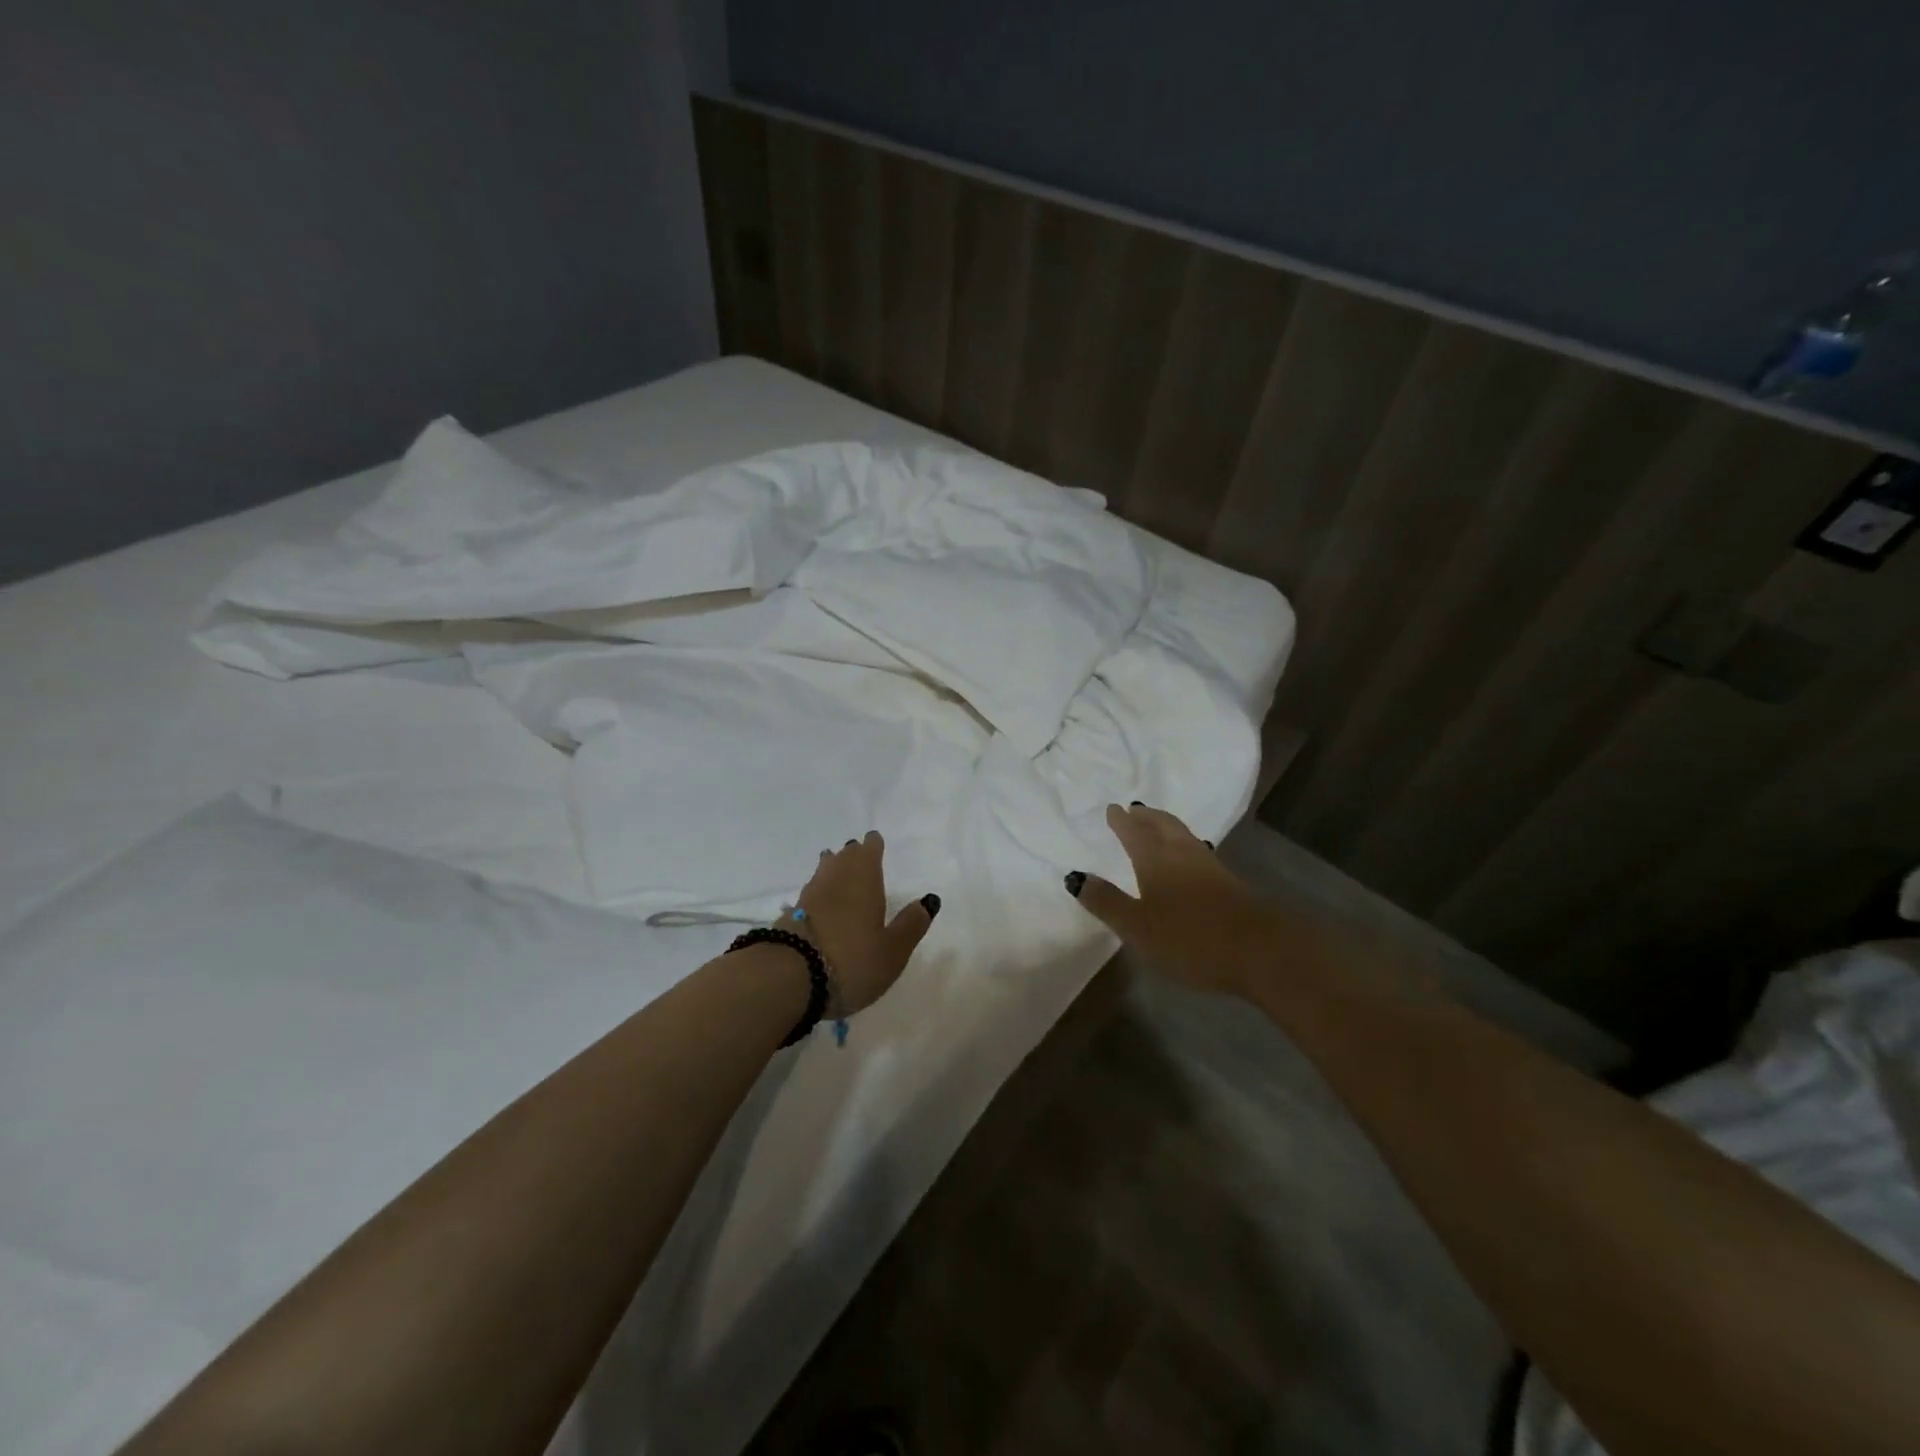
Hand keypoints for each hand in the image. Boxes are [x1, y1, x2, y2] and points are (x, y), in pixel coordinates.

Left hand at [783, 831, 939, 1014]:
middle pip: (843, 858)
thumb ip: (911, 925)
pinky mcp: (790, 917)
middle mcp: (834, 880)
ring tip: (835, 866)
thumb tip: (928, 900)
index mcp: (863, 880)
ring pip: (823, 873)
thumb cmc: (852, 961)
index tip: (874, 840)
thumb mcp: (893, 950)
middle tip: (857, 852)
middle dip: (852, 854)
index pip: (869, 851)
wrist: (788, 979)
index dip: (873, 845)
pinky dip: (818, 893)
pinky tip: (818, 902)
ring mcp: (808, 897)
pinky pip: (810, 895)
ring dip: (832, 868)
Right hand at [1065, 803, 1278, 996]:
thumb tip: (1075, 876)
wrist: (1261, 950)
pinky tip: (1188, 859)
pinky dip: (1184, 845)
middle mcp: (1182, 854)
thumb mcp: (1137, 927)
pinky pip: (1198, 851)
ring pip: (1183, 836)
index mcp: (1155, 860)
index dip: (1121, 821)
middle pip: (1163, 825)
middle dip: (1146, 816)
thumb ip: (1106, 902)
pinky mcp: (1229, 883)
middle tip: (1135, 809)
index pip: (1134, 832)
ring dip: (1167, 826)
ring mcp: (1210, 867)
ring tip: (1157, 826)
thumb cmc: (1190, 938)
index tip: (1113, 808)